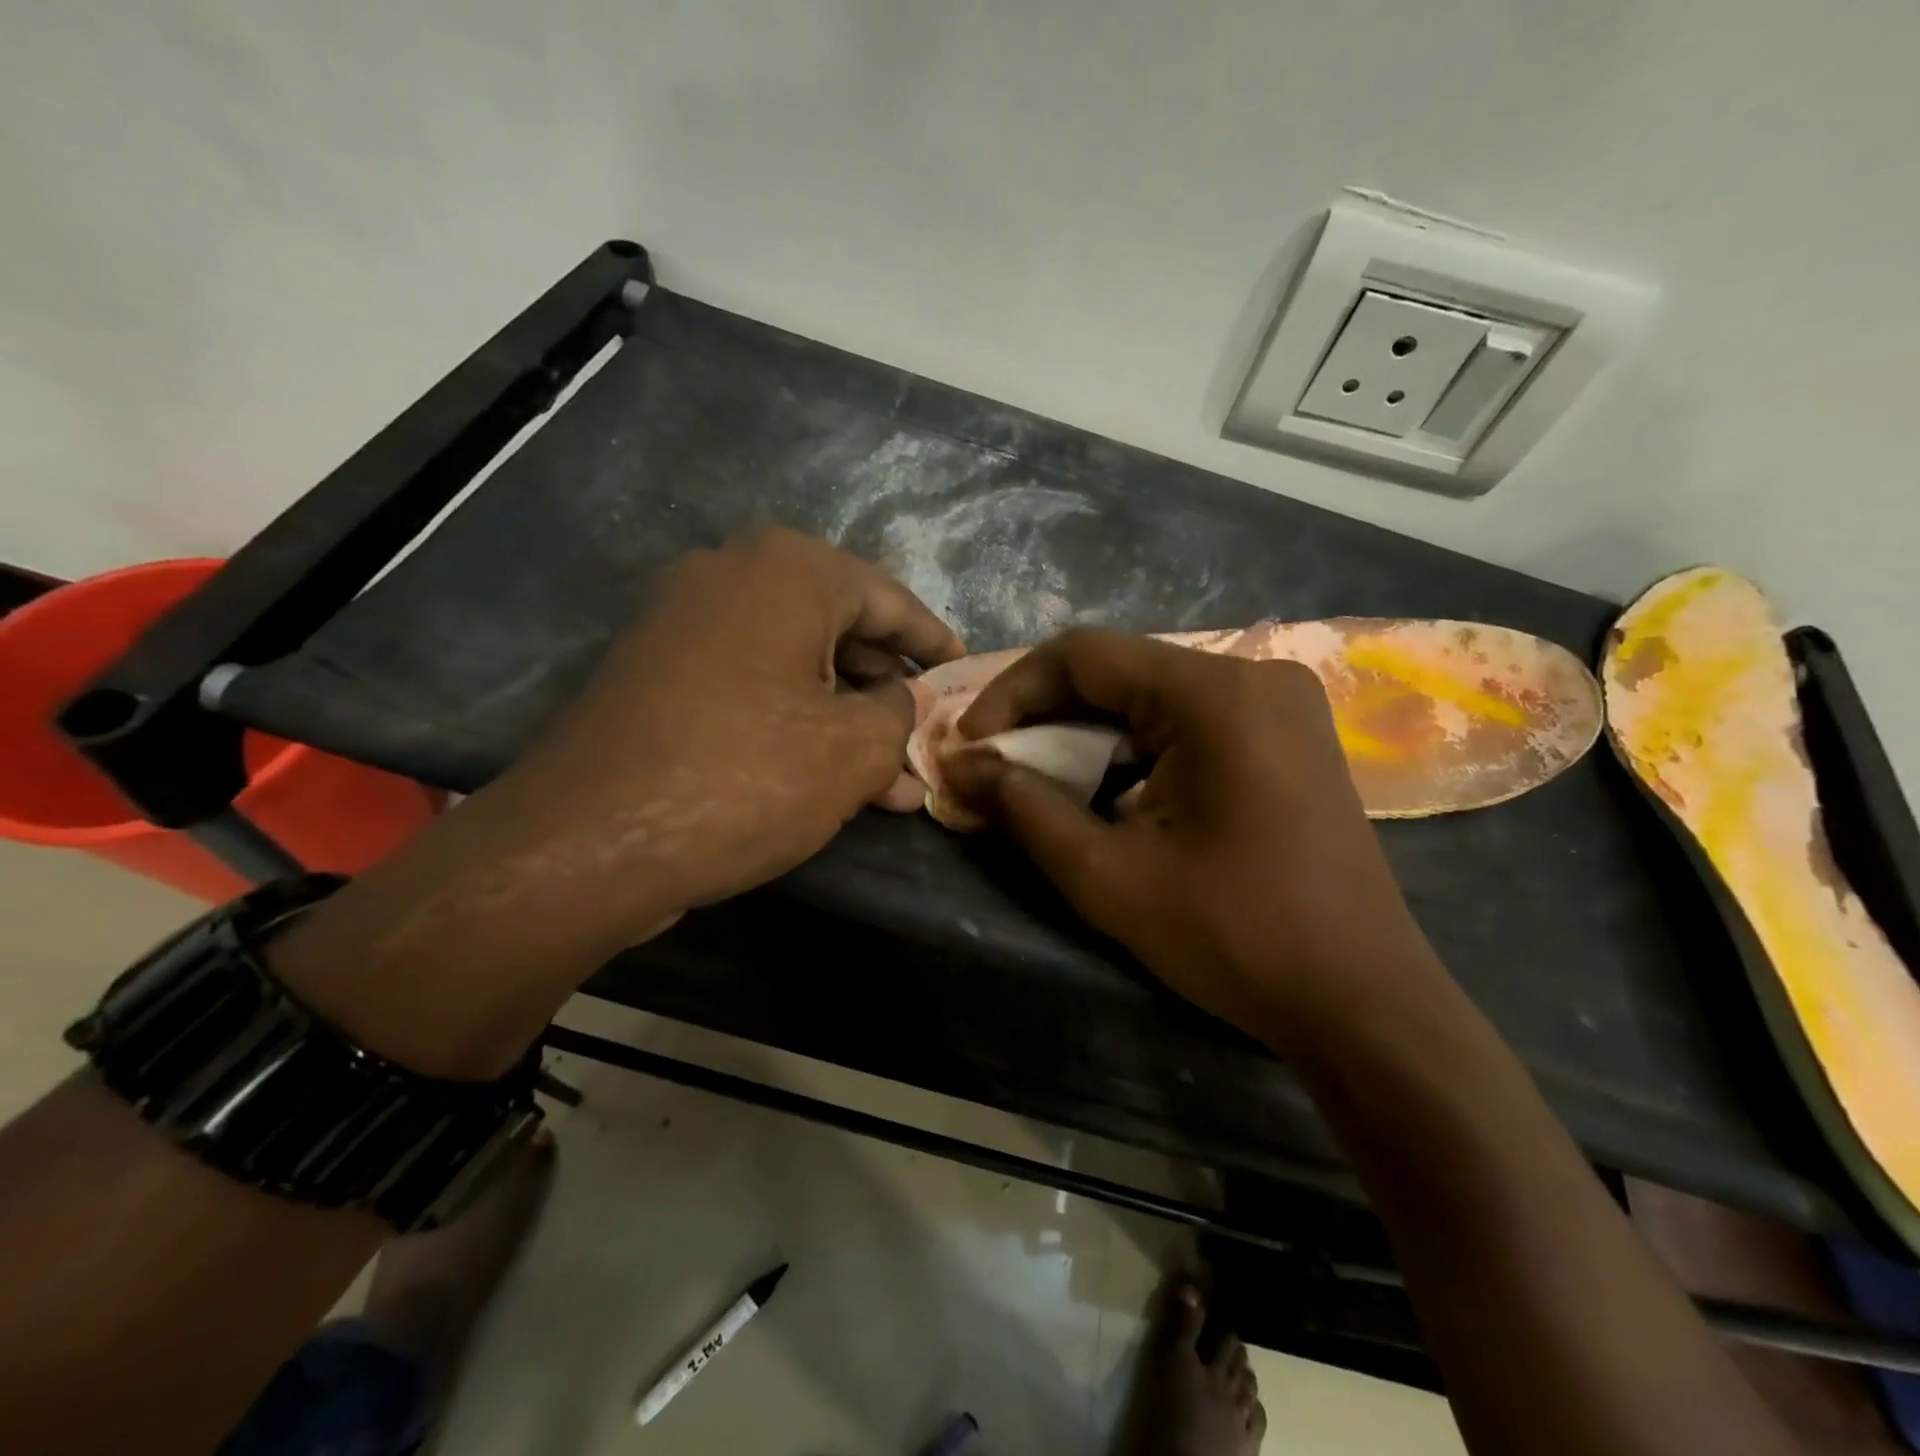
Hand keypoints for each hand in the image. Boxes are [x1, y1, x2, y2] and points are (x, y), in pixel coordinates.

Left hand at [271, 530, 961, 1076]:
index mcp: (788, 570)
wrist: (587, 840)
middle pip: (840, 628)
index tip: (967, 674)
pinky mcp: (656, 672)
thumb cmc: (743, 776)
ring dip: (846, 717)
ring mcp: (684, 622)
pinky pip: (751, 684)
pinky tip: (829, 775)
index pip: (889, 598)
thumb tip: (907, 699)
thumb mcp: (853, 749)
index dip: (935, 642)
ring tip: (893, 778)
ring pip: (795, 663)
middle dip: (890, 691)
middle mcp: (732, 575)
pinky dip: (795, 721)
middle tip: (928, 736)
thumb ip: (901, 713)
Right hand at [941, 629, 1439, 1040]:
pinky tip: (1110, 791)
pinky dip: (1135, 748)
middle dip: (1047, 718)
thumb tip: (957, 766)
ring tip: (1042, 783)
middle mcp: (1253, 674)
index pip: (1084, 655)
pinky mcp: (1289, 735)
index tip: (970, 745)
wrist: (1363, 1002)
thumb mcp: (1107, 876)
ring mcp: (1280, 703)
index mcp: (1215, 693)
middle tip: (997, 768)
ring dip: (1089, 735)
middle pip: (1120, 671)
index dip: (1012, 692)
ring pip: (1152, 695)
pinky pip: (1189, 719)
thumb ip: (1022, 809)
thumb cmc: (1234, 937)